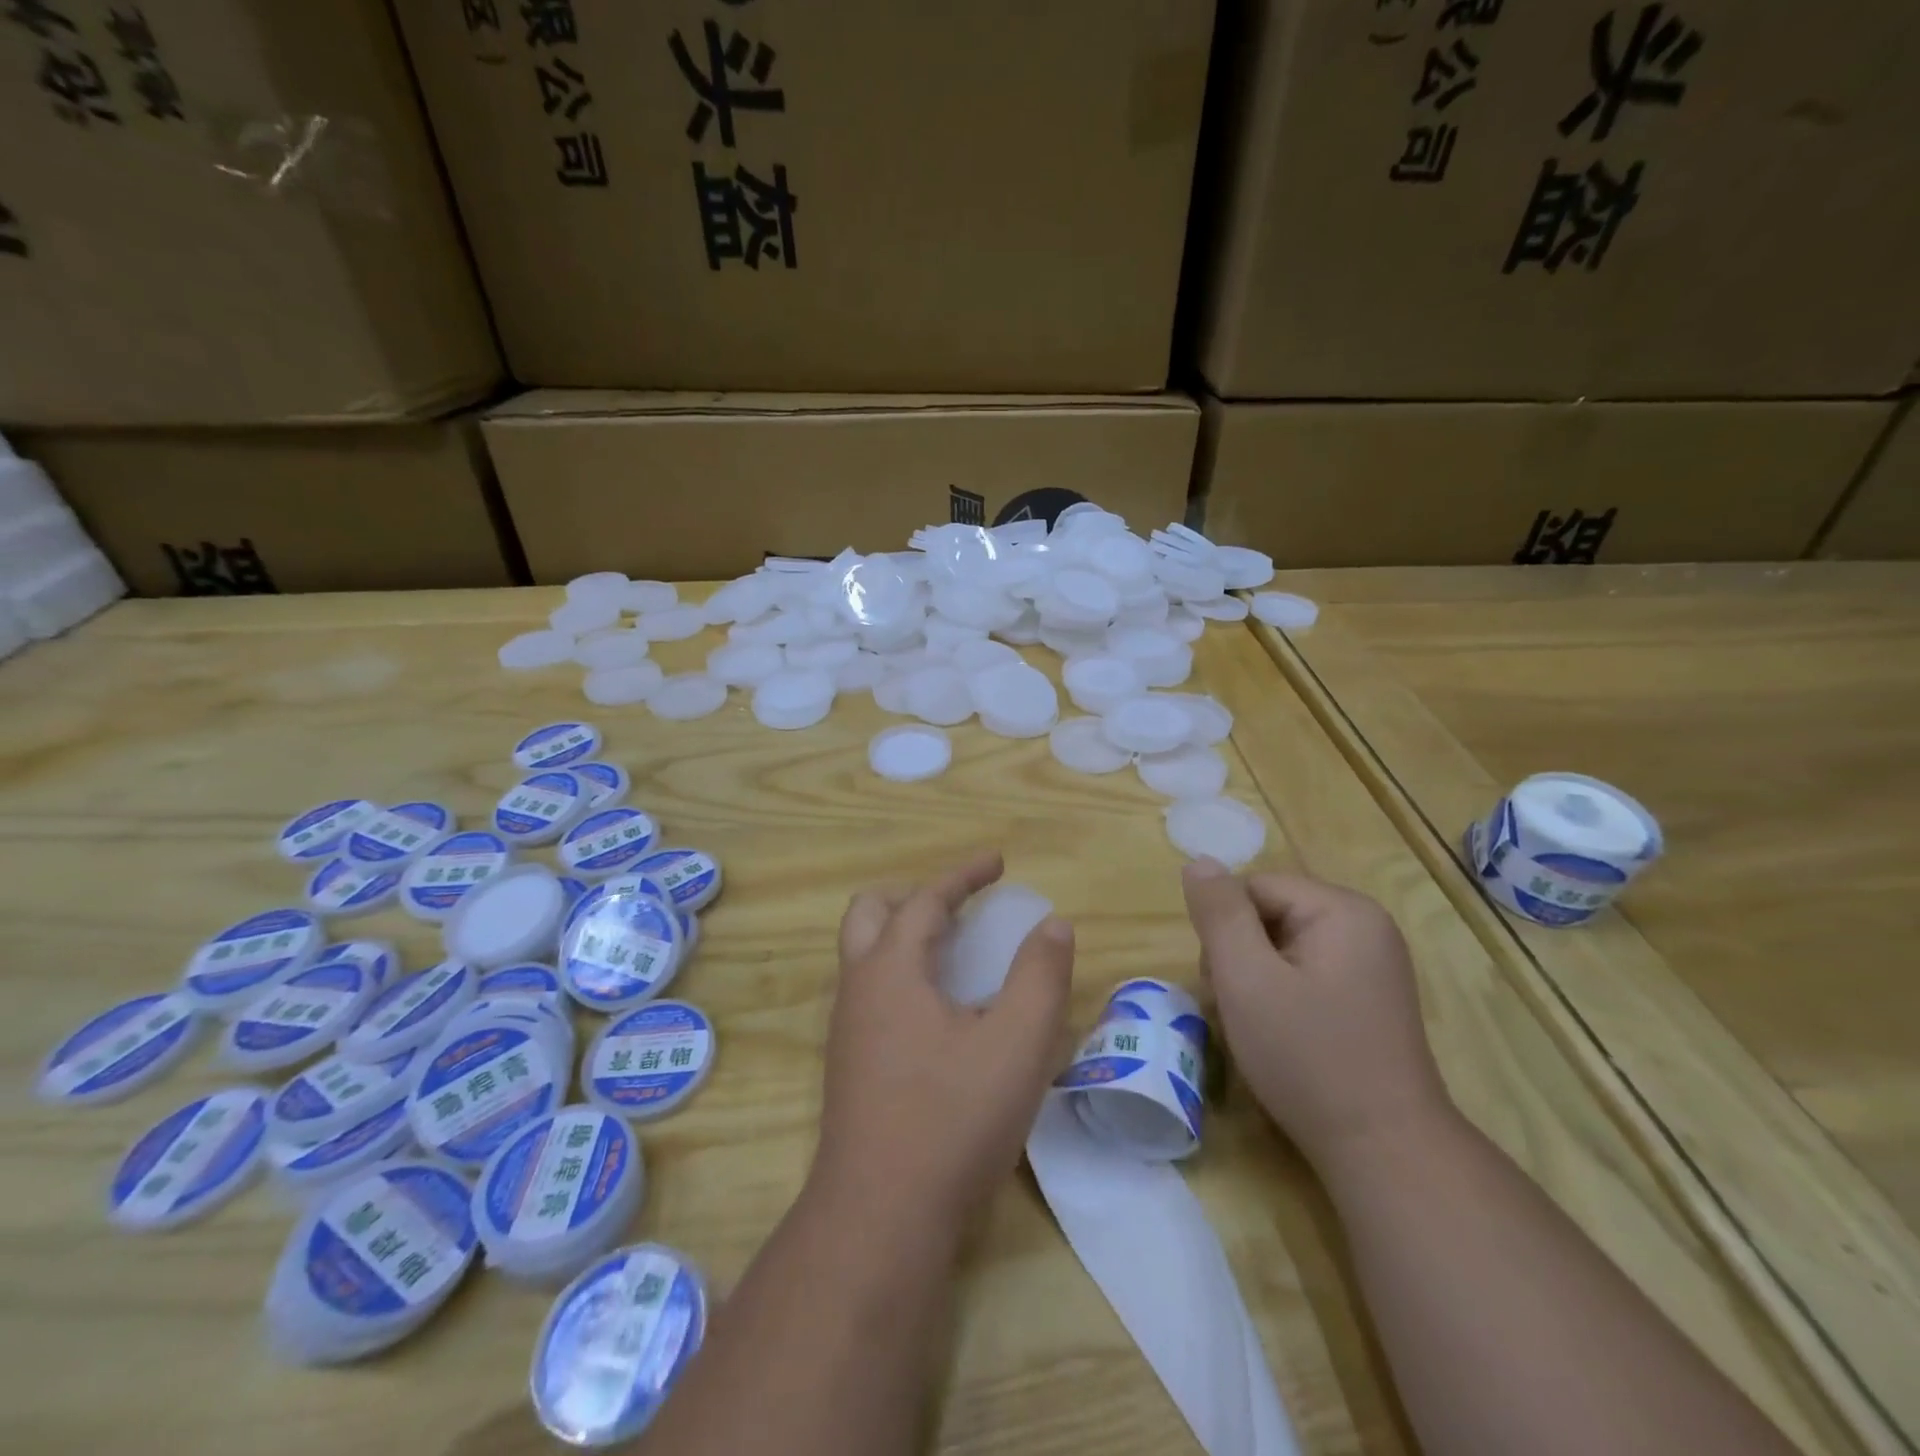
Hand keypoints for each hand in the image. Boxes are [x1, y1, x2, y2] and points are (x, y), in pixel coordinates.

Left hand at [812, 851, 1075, 1232]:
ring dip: (903, 934)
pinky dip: (900, 972)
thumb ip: (1040, 977)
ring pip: (864, 953)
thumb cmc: (952, 1119)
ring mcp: (847, 1028)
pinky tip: (938, 1010)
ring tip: (953, 950)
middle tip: (960, 905)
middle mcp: (858, 987)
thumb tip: (1053, 924)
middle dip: (915, 895)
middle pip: (870, 913)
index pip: (925, 900)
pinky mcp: (849, 1064)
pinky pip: (870, 991)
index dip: (963, 875)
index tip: (997, 862)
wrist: (880, 1217)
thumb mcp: (1016, 1044)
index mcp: (891, 969)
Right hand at [1181, 858, 1451, 1171]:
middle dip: (1240, 955)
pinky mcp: (1368, 996)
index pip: (1254, 888)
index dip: (1225, 930)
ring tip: (1257, 1027)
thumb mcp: (1247, 979)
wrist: (1384, 1151)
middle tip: (1238, 1009)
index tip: (1225, 983)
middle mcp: (1364, 926)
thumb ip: (1219, 914)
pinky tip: (1281, 1034)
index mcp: (1342, 910)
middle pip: (1268, 914)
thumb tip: (1199, 861)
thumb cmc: (1308, 1058)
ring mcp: (1371, 963)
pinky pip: (1305, 972)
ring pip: (1281, 946)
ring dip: (1255, 978)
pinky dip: (1281, 996)